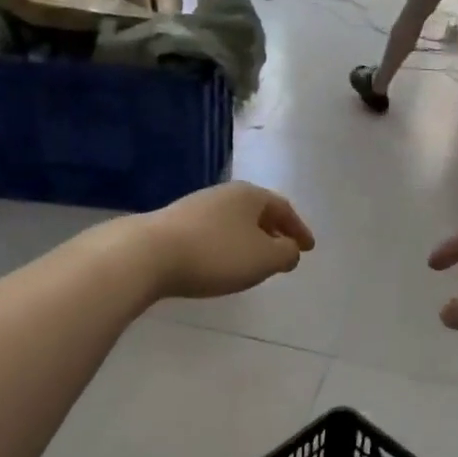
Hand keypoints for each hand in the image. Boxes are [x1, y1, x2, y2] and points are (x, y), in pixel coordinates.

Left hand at [138, 183, 315, 299]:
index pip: (283, 209)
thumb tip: (290, 250)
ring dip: (249, 239)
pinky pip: (213, 232)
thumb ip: (286, 253)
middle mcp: (224, 194)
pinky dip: (227, 245)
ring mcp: (196, 206)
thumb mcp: (263, 259)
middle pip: (257, 211)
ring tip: (254, 260)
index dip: (299, 230)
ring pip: (234, 221)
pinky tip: (221, 262)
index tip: (309, 248)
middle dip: (274, 231)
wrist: (148, 254)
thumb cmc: (216, 254)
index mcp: (250, 195)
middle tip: (284, 251)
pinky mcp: (175, 223)